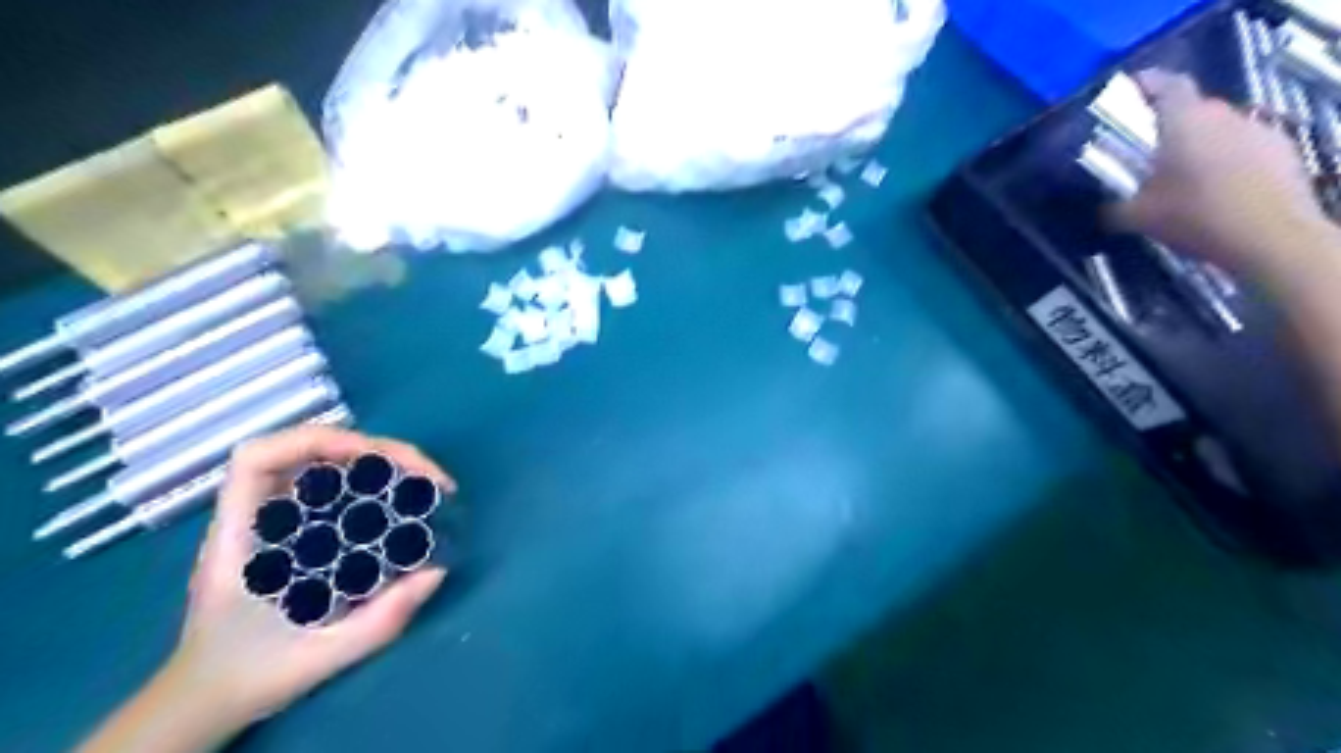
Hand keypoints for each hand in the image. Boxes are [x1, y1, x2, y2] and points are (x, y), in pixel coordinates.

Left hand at [82, 427, 454, 748]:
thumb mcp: (321, 656)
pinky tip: (404, 502)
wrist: (212, 696)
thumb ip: (379, 620)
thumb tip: (437, 570)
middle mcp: (259, 516)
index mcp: (240, 537)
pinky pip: (337, 489)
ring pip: (329, 465)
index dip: (317, 442)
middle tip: (428, 477)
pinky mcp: (300, 528)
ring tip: (426, 484)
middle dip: (376, 451)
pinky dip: (375, 483)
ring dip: (382, 463)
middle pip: (311, 451)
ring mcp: (280, 519)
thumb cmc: (251, 672)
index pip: (258, 459)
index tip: (375, 460)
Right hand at [1107, 67, 1336, 272]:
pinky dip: (1225, 157)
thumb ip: (1114, 208)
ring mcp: (1257, 130)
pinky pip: (1242, 145)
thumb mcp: (1138, 218)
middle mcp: (1223, 116)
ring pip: (1219, 127)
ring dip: (1199, 142)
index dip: (1149, 83)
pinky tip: (1215, 187)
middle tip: (1149, 148)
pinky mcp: (1280, 150)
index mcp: (1184, 123)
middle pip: (1194, 107)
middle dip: (1170, 122)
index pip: (1169, 85)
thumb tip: (1101, 208)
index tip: (1131, 89)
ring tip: (1182, 172)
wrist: (1272, 236)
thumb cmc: (1195, 217)